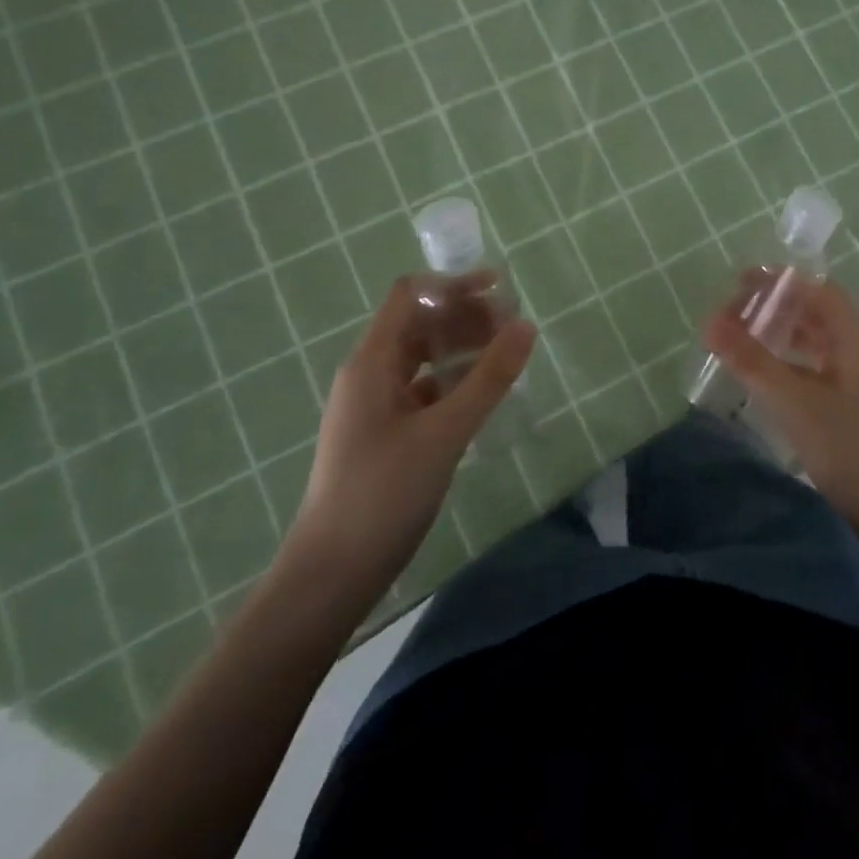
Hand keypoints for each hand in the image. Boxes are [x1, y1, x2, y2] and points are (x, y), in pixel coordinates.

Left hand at [286, 274, 535, 611]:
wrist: (332, 574)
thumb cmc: (383, 493)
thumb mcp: (444, 432)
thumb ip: (489, 378)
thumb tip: (526, 325)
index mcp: (372, 362)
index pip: (411, 296)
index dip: (454, 285)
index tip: (500, 290)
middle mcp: (370, 374)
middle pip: (420, 324)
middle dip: (466, 316)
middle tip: (514, 326)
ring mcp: (376, 405)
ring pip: (424, 358)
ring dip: (463, 348)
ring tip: (507, 355)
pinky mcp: (386, 433)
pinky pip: (425, 389)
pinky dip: (456, 381)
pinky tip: (485, 395)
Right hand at [704, 273, 858, 534]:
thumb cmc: (852, 448)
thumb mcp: (795, 401)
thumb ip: (751, 360)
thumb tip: (708, 321)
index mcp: (853, 336)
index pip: (816, 288)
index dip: (779, 280)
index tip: (738, 282)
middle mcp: (857, 349)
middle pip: (814, 311)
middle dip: (773, 306)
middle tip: (731, 314)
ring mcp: (856, 379)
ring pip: (813, 341)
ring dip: (779, 334)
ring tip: (739, 340)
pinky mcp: (850, 406)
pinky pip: (813, 368)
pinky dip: (786, 362)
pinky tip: (763, 377)